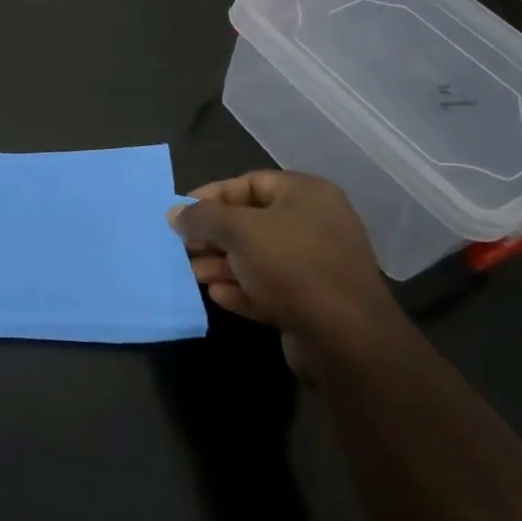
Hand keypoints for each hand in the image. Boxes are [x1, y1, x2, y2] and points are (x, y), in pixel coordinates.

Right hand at [169, 170, 401, 373]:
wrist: (346, 338)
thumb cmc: (291, 266)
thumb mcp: (238, 230)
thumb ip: (203, 217)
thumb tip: (175, 213)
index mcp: (306, 195)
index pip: (249, 182)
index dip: (211, 196)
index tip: (181, 214)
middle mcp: (315, 224)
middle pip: (251, 221)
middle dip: (214, 235)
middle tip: (183, 246)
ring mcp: (316, 265)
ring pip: (258, 256)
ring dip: (223, 264)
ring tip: (194, 274)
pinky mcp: (313, 301)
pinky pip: (270, 287)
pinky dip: (242, 288)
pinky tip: (218, 295)